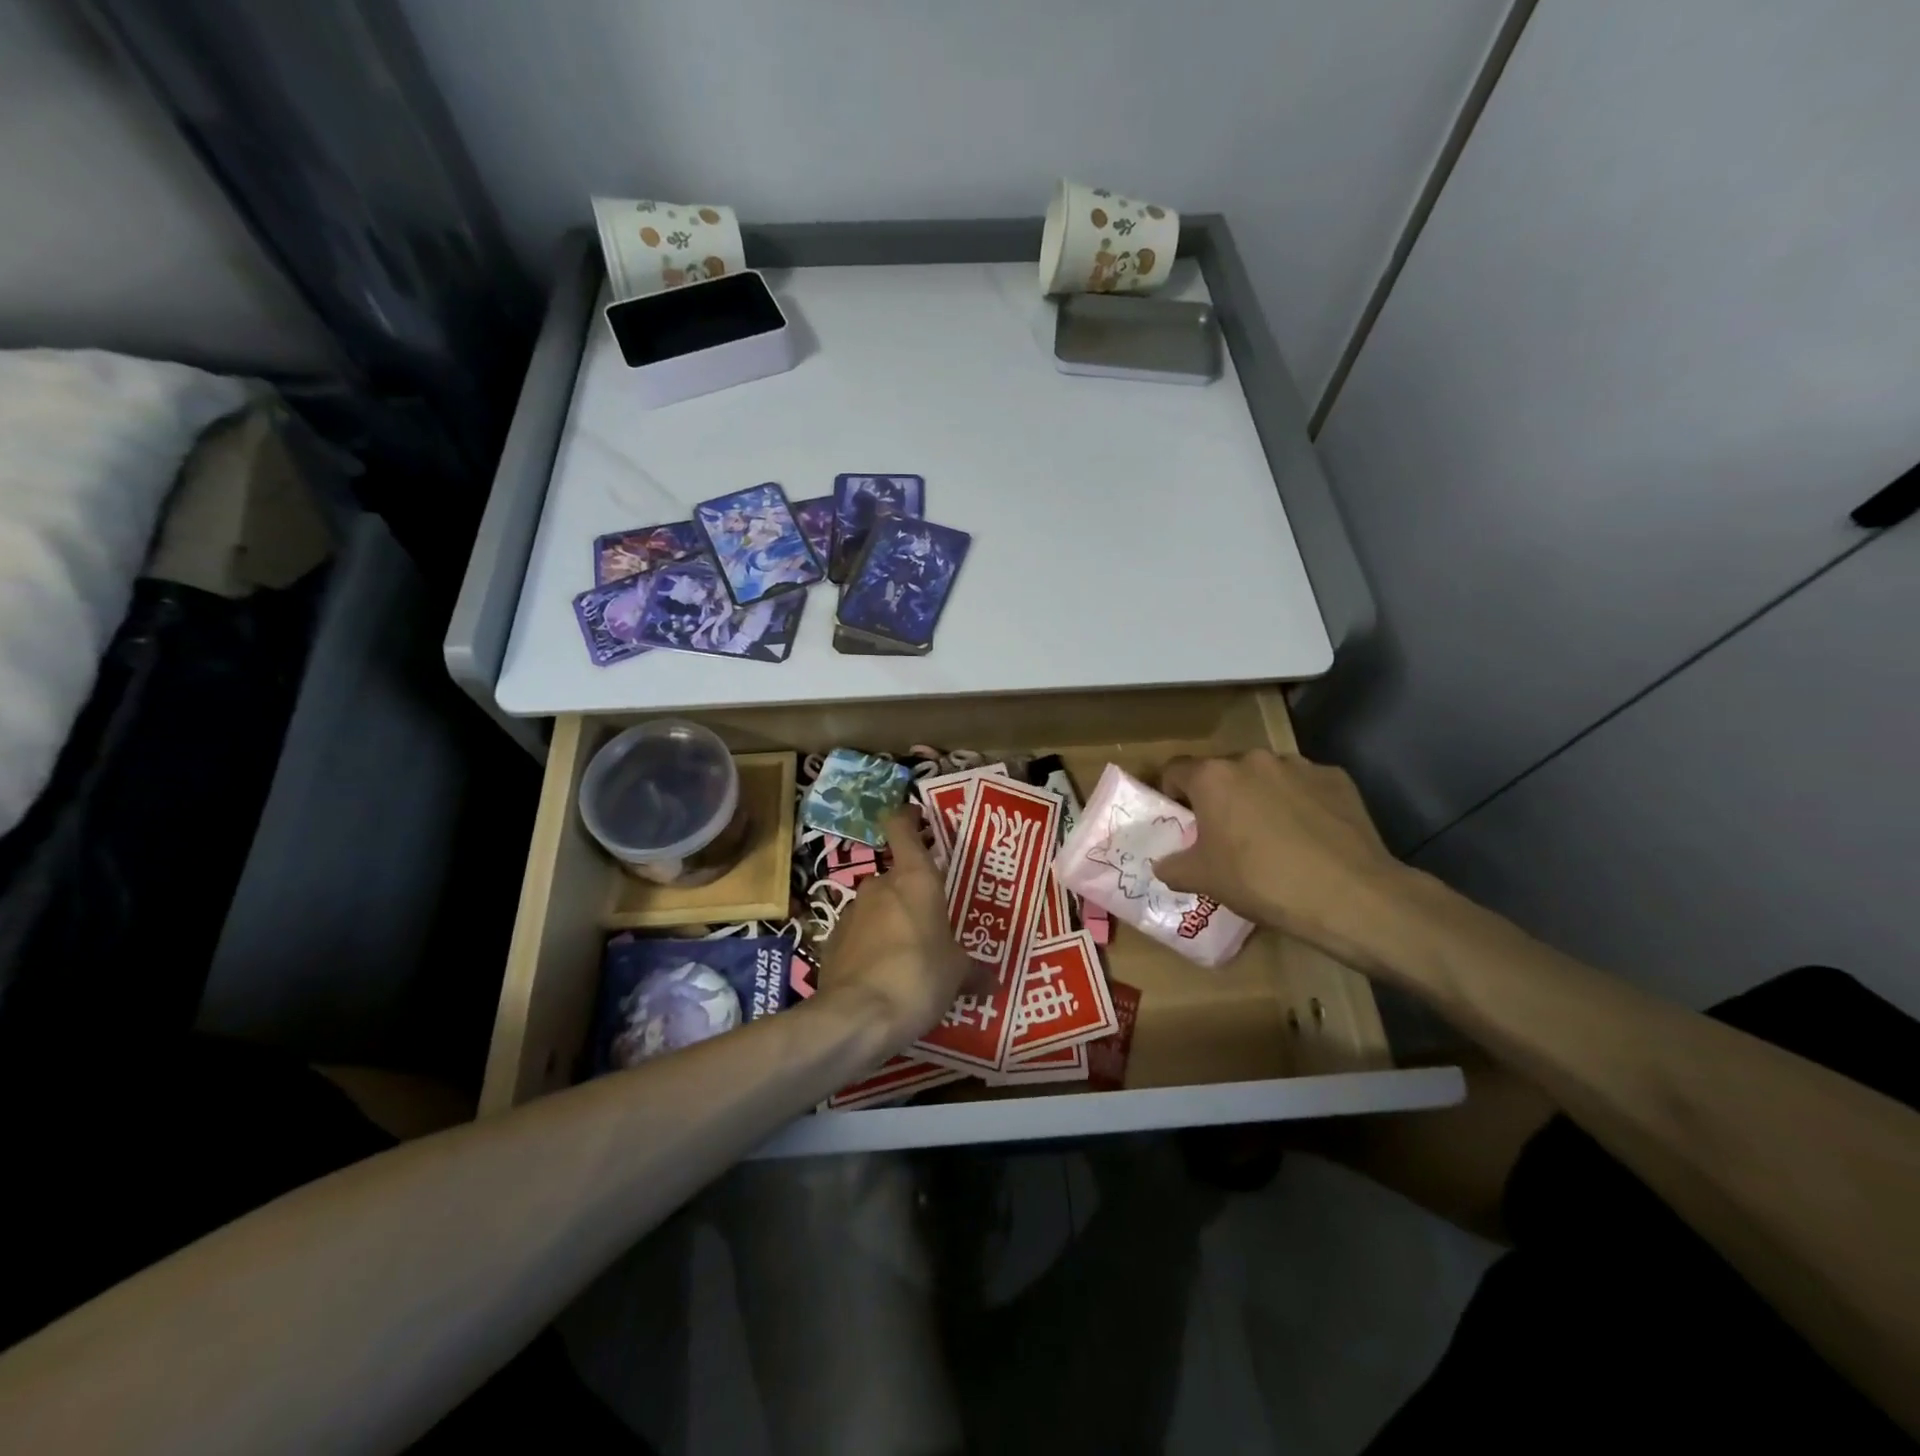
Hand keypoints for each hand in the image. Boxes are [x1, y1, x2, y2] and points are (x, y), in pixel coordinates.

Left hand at [815, 810, 976, 1044]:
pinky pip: (858, 936)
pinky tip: (883, 976)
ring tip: (909, 954)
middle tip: (932, 919)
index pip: (902, 827)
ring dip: (890, 922)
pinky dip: (870, 947)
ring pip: (876, 907)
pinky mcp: (831, 942)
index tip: (919, 819)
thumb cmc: (919, 976)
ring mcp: (851, 912)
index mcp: (914, 878)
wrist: (858, 1016)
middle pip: (894, 875)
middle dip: (911, 894)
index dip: (908, 818)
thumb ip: (973, 970)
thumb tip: (992, 980)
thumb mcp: (957, 973)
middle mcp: (879, 885)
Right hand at [1155, 750, 1407, 960]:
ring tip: (1273, 837)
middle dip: (1220, 797)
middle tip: (1226, 834)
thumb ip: (1173, 867)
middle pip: (1223, 772)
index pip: (1175, 770)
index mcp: (1213, 776)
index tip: (1181, 820)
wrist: (1349, 895)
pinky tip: (1310, 839)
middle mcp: (1253, 759)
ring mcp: (1299, 765)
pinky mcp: (1336, 778)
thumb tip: (1164, 865)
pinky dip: (1300, 804)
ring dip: (1260, 797)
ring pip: (1266, 777)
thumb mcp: (1203, 880)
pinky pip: (1305, 787)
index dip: (1171, 793)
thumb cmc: (1261, 881)